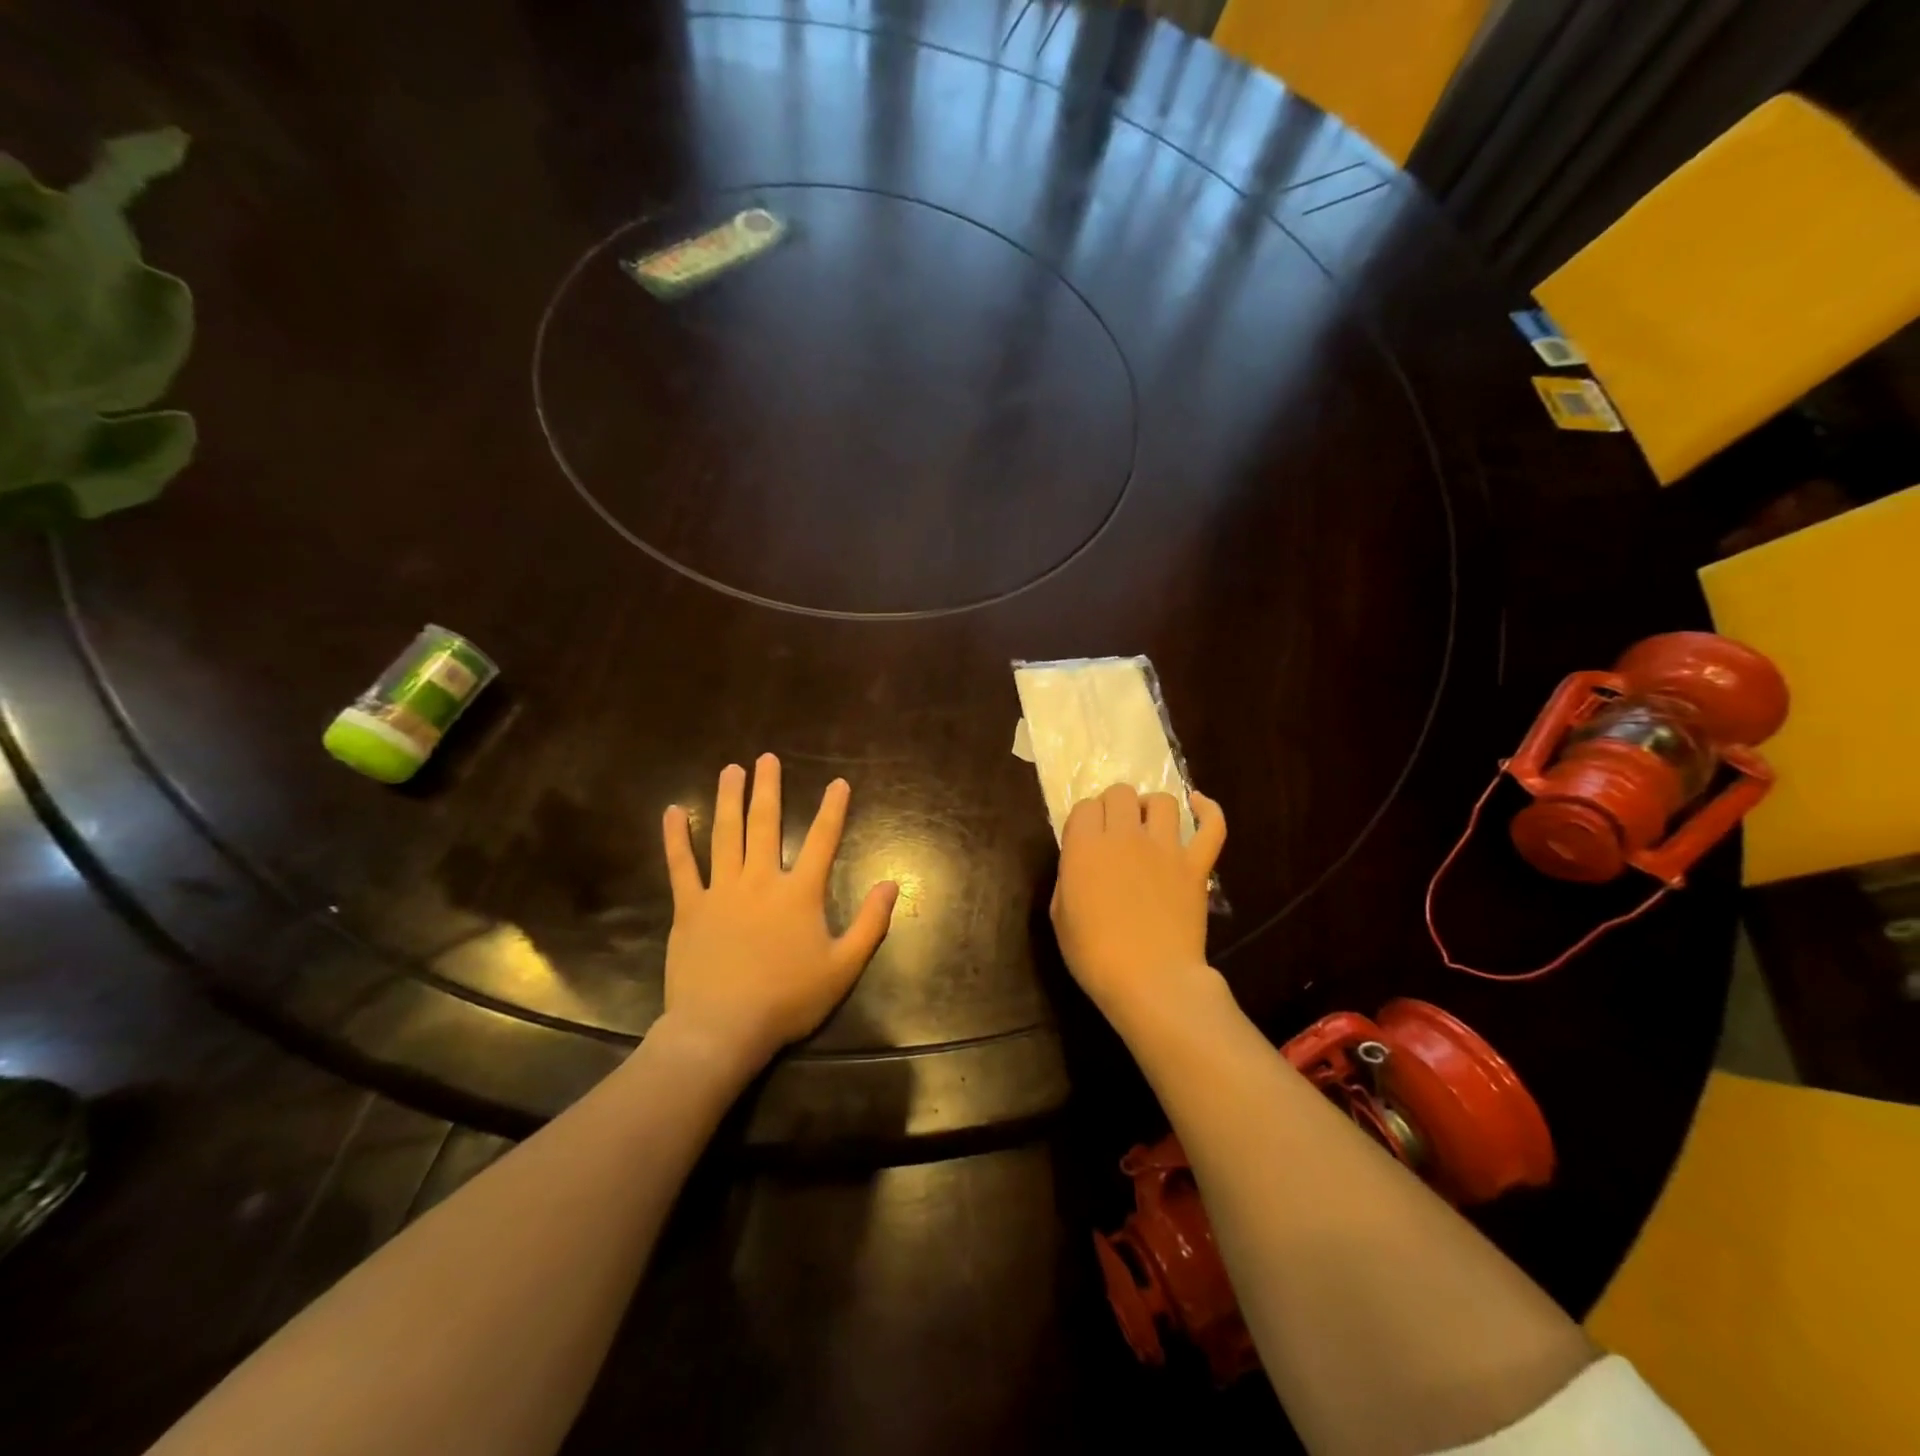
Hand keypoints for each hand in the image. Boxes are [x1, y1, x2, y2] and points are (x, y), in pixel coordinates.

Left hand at [659, 754, 897, 1072]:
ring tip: (731, 770)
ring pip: (725, 834)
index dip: (833, 809)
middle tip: (766, 758)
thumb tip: (892, 884)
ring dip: (728, 799)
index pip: (822, 840)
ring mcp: (721, 890)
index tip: (838, 782)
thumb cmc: (787, 999)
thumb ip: (870, 923)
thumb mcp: (843, 967)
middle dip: (768, 788)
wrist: (722, 1028)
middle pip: (766, 823)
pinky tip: (674, 811)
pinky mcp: (689, 907)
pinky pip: (681, 865)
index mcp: (799, 892)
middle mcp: (760, 880)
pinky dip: (677, 837)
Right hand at [1050, 784, 1226, 1025]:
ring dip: (1151, 807)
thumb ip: (1069, 877)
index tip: (1084, 839)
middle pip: (1120, 793)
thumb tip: (1081, 862)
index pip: (1084, 807)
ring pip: (1162, 801)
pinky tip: (1198, 805)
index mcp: (1085, 847)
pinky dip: (1208, 810)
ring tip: (1148, 825)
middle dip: (1114, 806)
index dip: (1084, 819)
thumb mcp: (1060, 915)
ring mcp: (1165, 848)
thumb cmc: (1094, 955)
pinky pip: (1211, 826)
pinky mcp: (1196, 865)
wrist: (1150, 980)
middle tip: (1113, 831)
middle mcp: (1124, 836)